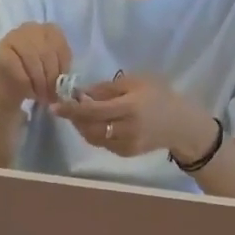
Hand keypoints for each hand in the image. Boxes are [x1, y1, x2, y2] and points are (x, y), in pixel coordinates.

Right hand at [0, 24, 72, 106]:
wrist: (8, 87)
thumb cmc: (33, 79)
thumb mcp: (52, 72)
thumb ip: (60, 70)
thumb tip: (65, 83)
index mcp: (48, 30)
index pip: (60, 45)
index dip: (62, 68)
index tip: (60, 86)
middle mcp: (31, 28)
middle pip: (47, 53)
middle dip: (51, 79)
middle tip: (50, 96)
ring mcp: (14, 37)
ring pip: (33, 62)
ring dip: (39, 84)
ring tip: (40, 97)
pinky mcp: (1, 52)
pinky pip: (20, 71)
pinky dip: (27, 86)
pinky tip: (28, 92)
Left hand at [51, 72, 216, 162]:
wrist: (179, 124)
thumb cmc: (159, 95)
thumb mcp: (136, 81)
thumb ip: (108, 88)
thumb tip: (83, 93)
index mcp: (129, 107)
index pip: (93, 110)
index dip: (72, 110)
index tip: (55, 106)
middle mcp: (126, 129)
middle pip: (90, 127)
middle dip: (75, 119)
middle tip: (65, 108)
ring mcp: (126, 144)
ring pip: (94, 138)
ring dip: (82, 127)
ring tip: (78, 115)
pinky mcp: (126, 153)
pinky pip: (103, 144)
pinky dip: (94, 134)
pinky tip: (94, 124)